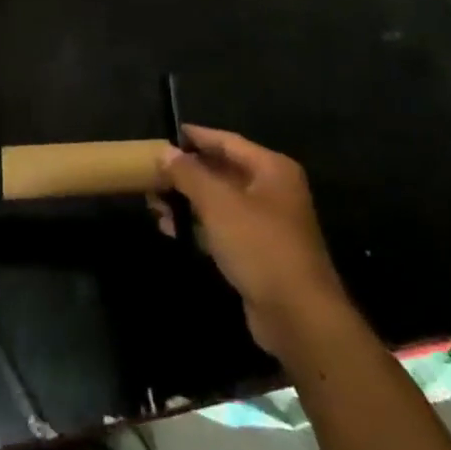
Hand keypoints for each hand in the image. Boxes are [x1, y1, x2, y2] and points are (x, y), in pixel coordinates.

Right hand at [155, 125, 348, 359]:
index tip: (166, 134)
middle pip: (223, 171)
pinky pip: (223, 228)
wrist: (297, 315)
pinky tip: (170, 229)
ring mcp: (267, 223)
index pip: (228, 142)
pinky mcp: (259, 253)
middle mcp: (273, 190)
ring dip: (188, 201)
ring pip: (220, 201)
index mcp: (272, 169)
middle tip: (152, 173)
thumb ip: (189, 174)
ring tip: (153, 203)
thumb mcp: (218, 203)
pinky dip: (198, 225)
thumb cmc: (259, 245)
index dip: (197, 136)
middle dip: (187, 173)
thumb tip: (165, 152)